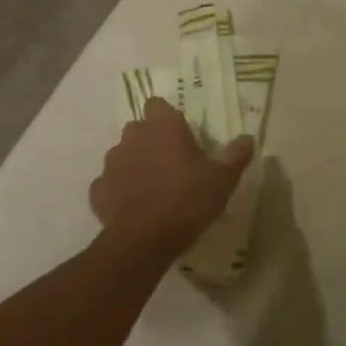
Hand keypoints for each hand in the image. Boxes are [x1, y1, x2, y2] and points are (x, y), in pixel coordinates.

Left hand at [89, 99, 252, 259]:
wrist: (144, 240)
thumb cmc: (188, 199)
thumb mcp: (223, 179)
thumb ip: (236, 155)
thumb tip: (248, 138)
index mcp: (163, 126)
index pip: (158, 104)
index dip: (167, 118)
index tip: (180, 136)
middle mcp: (133, 136)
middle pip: (139, 129)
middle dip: (151, 141)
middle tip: (171, 164)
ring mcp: (112, 162)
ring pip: (122, 154)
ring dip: (134, 164)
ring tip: (152, 187)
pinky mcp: (98, 190)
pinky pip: (109, 183)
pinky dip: (119, 191)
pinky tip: (133, 207)